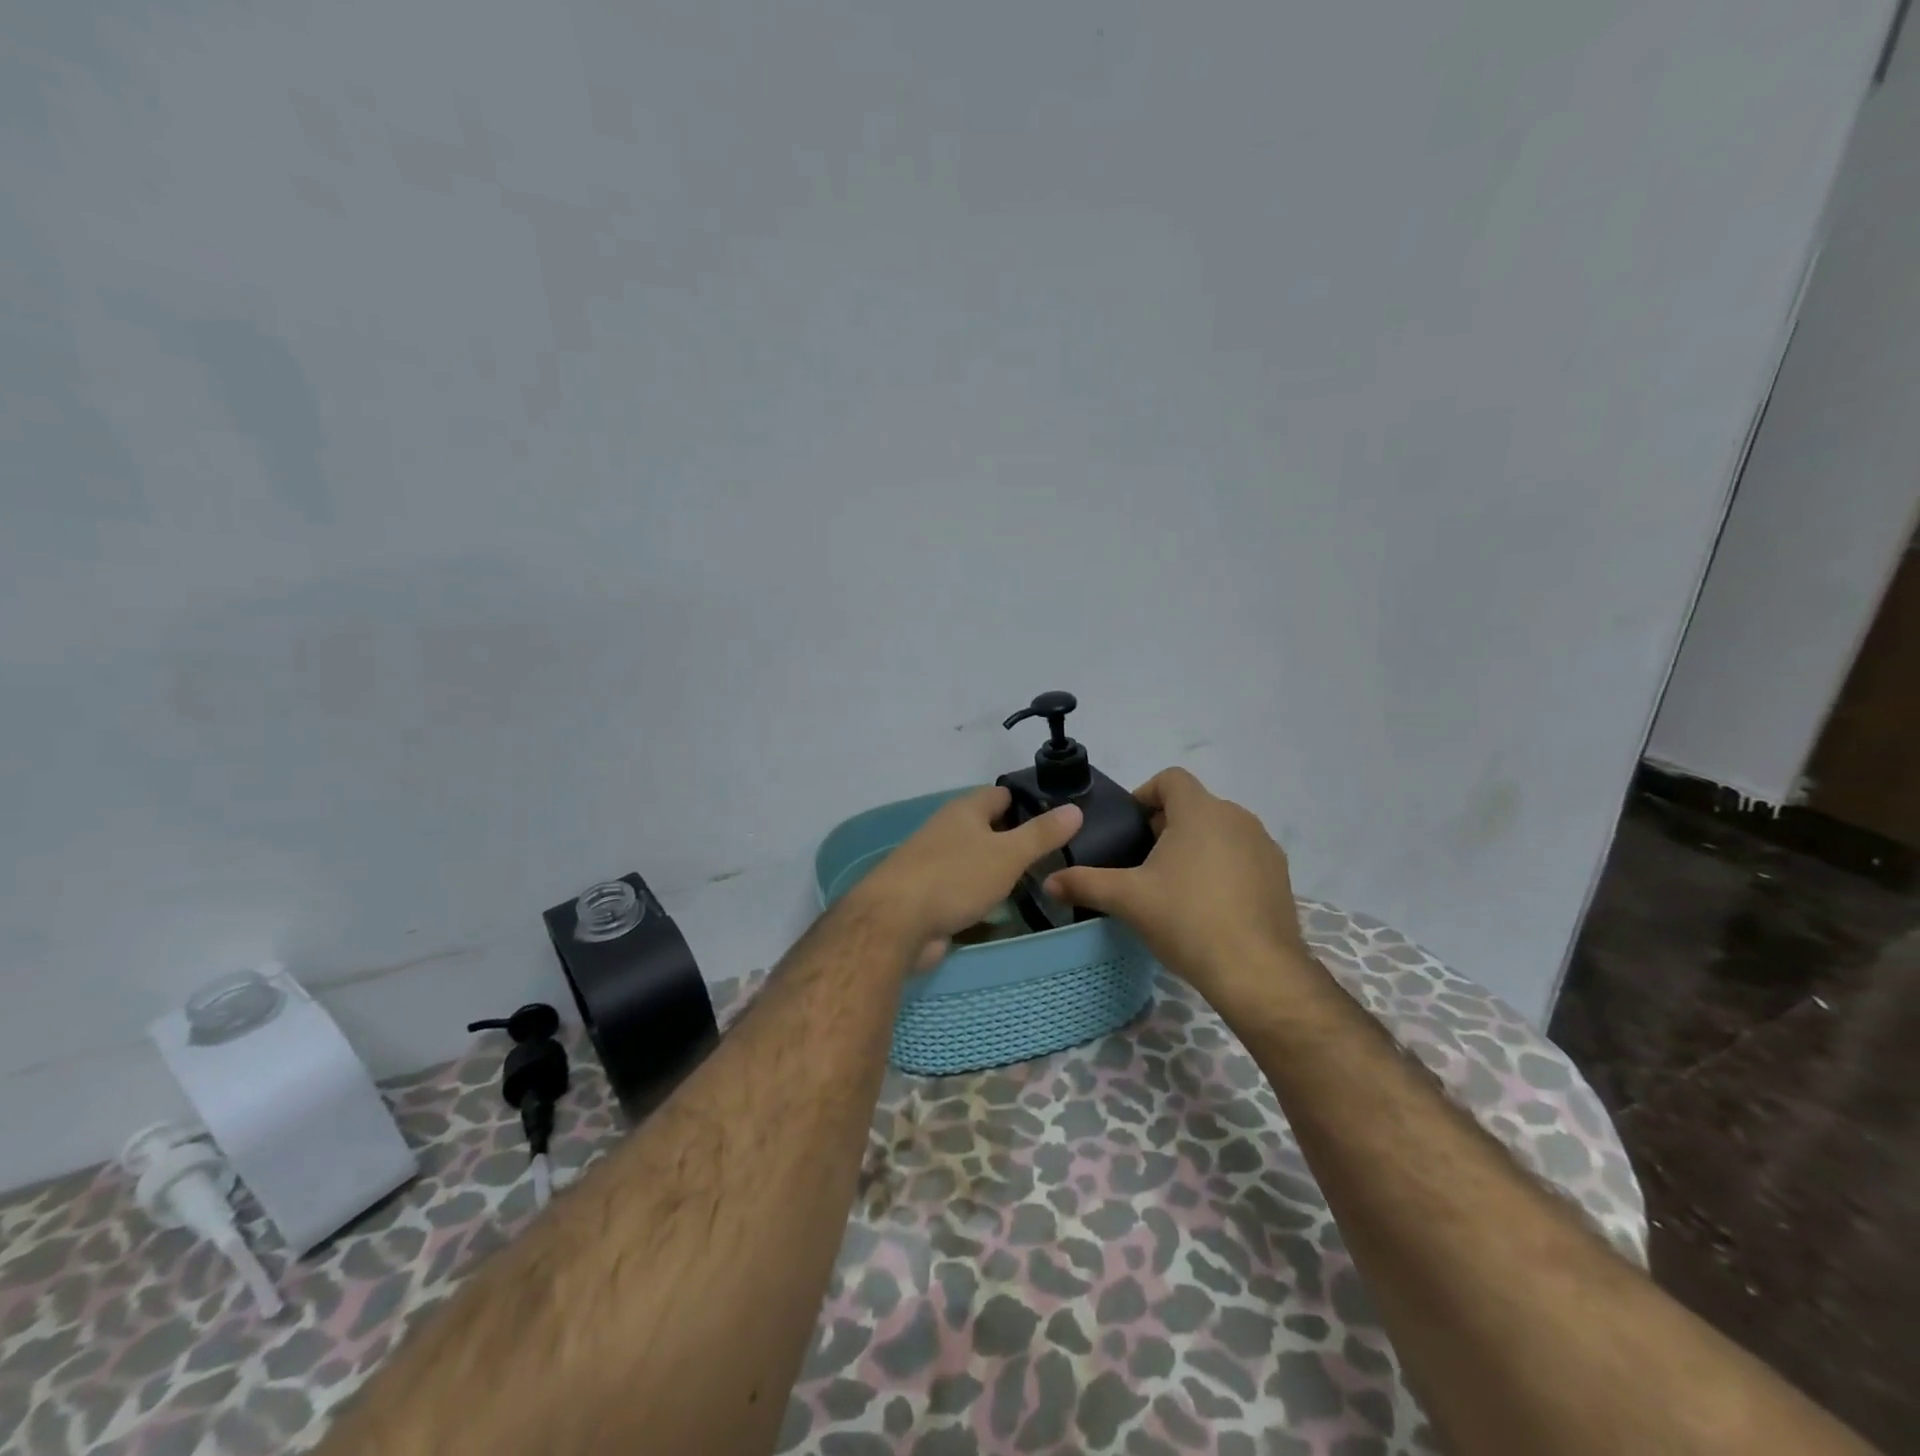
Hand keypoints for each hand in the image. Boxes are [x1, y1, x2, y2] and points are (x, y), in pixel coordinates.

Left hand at [851, 786, 1082, 972]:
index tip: (1058, 818)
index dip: (1028, 802)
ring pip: (976, 863)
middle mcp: (947, 831)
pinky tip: (1005, 915)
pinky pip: (963, 894)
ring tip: (1038, 886)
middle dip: (1016, 841)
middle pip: (987, 830)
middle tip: (1056, 858)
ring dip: (1000, 874)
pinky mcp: (928, 898)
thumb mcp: (1007, 854)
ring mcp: (934, 865)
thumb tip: (1074, 809)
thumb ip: (1041, 834)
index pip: (1000, 795)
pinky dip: (983, 902)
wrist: (895, 923)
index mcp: (963, 811)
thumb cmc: (955, 878)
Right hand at [1044, 767, 1314, 1007]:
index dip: (1145, 794)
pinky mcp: (1279, 876)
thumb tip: (1048, 882)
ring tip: (1173, 885)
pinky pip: (1242, 856)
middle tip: (1142, 862)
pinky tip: (1208, 905)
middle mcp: (1237, 818)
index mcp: (1200, 811)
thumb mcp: (1127, 900)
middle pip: (1194, 806)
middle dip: (1166, 826)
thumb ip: (1085, 883)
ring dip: (1195, 846)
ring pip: (1220, 831)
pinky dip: (1222, 867)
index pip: (1170, 779)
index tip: (1129, 829)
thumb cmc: (1187, 920)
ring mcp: (1263, 847)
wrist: (1257, 971)